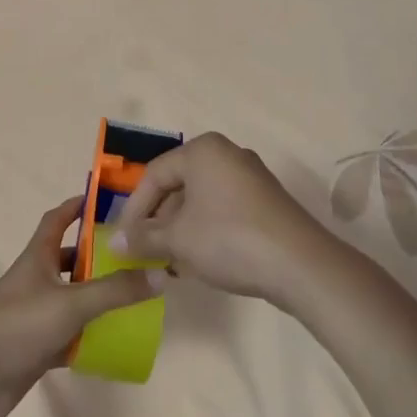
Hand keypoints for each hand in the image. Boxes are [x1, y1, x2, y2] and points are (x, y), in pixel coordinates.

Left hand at [0, 196, 163, 416]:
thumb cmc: (19, 325)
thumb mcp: (72, 303)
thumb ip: (116, 290)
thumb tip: (161, 273)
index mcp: (37, 258)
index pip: (56, 220)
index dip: (76, 206)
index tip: (104, 200)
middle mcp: (35, 280)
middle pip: (68, 259)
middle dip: (96, 256)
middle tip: (133, 256)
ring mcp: (34, 314)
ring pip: (71, 298)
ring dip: (96, 296)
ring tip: (133, 296)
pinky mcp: (36, 346)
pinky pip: (69, 334)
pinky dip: (89, 335)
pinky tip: (115, 340)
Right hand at [109, 133, 330, 306]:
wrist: (302, 266)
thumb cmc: (229, 240)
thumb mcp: (178, 240)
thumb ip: (144, 238)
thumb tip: (114, 244)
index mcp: (203, 150)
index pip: (154, 175)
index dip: (135, 210)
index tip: (125, 241)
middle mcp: (228, 154)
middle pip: (179, 185)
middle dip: (159, 220)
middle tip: (147, 250)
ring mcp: (251, 177)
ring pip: (202, 199)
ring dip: (181, 228)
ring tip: (171, 260)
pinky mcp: (267, 201)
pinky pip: (224, 209)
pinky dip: (206, 229)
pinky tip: (200, 260)